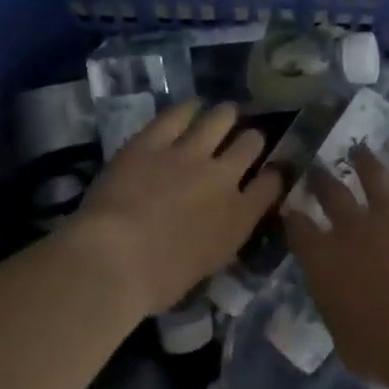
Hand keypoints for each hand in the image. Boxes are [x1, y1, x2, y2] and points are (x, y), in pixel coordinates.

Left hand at [70, 100, 282, 315]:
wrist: (114, 260)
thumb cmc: (158, 282)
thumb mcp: (206, 267)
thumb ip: (222, 240)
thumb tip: (222, 228)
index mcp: (238, 217)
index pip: (272, 184)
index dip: (274, 174)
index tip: (270, 172)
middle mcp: (222, 177)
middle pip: (251, 143)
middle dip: (251, 140)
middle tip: (243, 141)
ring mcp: (189, 154)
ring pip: (221, 118)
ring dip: (226, 115)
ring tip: (225, 114)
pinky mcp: (154, 140)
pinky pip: (178, 114)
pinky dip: (188, 108)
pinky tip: (191, 107)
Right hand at [284, 147, 388, 384]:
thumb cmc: (382, 349)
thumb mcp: (344, 337)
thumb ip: (338, 309)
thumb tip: (340, 300)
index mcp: (325, 260)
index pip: (300, 230)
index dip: (294, 217)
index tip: (291, 207)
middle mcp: (353, 227)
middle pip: (332, 194)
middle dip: (322, 178)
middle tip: (317, 166)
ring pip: (374, 176)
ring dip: (366, 161)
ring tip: (361, 150)